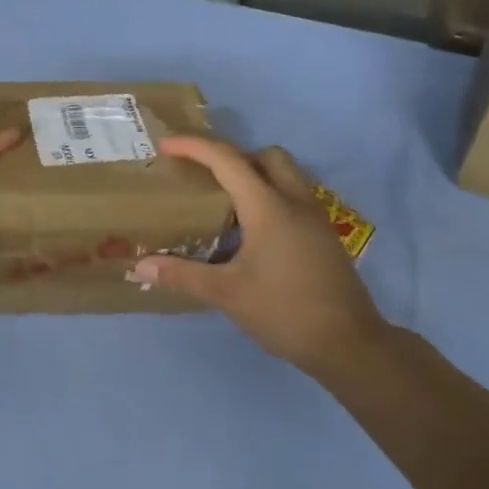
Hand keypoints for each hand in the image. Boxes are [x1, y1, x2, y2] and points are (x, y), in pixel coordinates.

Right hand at [131, 137, 388, 376]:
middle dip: (233, 156)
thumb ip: (183, 275)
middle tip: (204, 177)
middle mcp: (295, 202)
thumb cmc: (284, 311)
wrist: (347, 343)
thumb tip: (141, 265)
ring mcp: (315, 218)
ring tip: (225, 204)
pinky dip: (270, 198)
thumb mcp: (227, 294)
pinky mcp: (324, 236)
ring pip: (286, 175)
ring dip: (255, 175)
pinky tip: (251, 234)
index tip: (165, 145)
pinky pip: (294, 198)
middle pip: (266, 156)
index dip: (194, 146)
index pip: (228, 160)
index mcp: (269, 208)